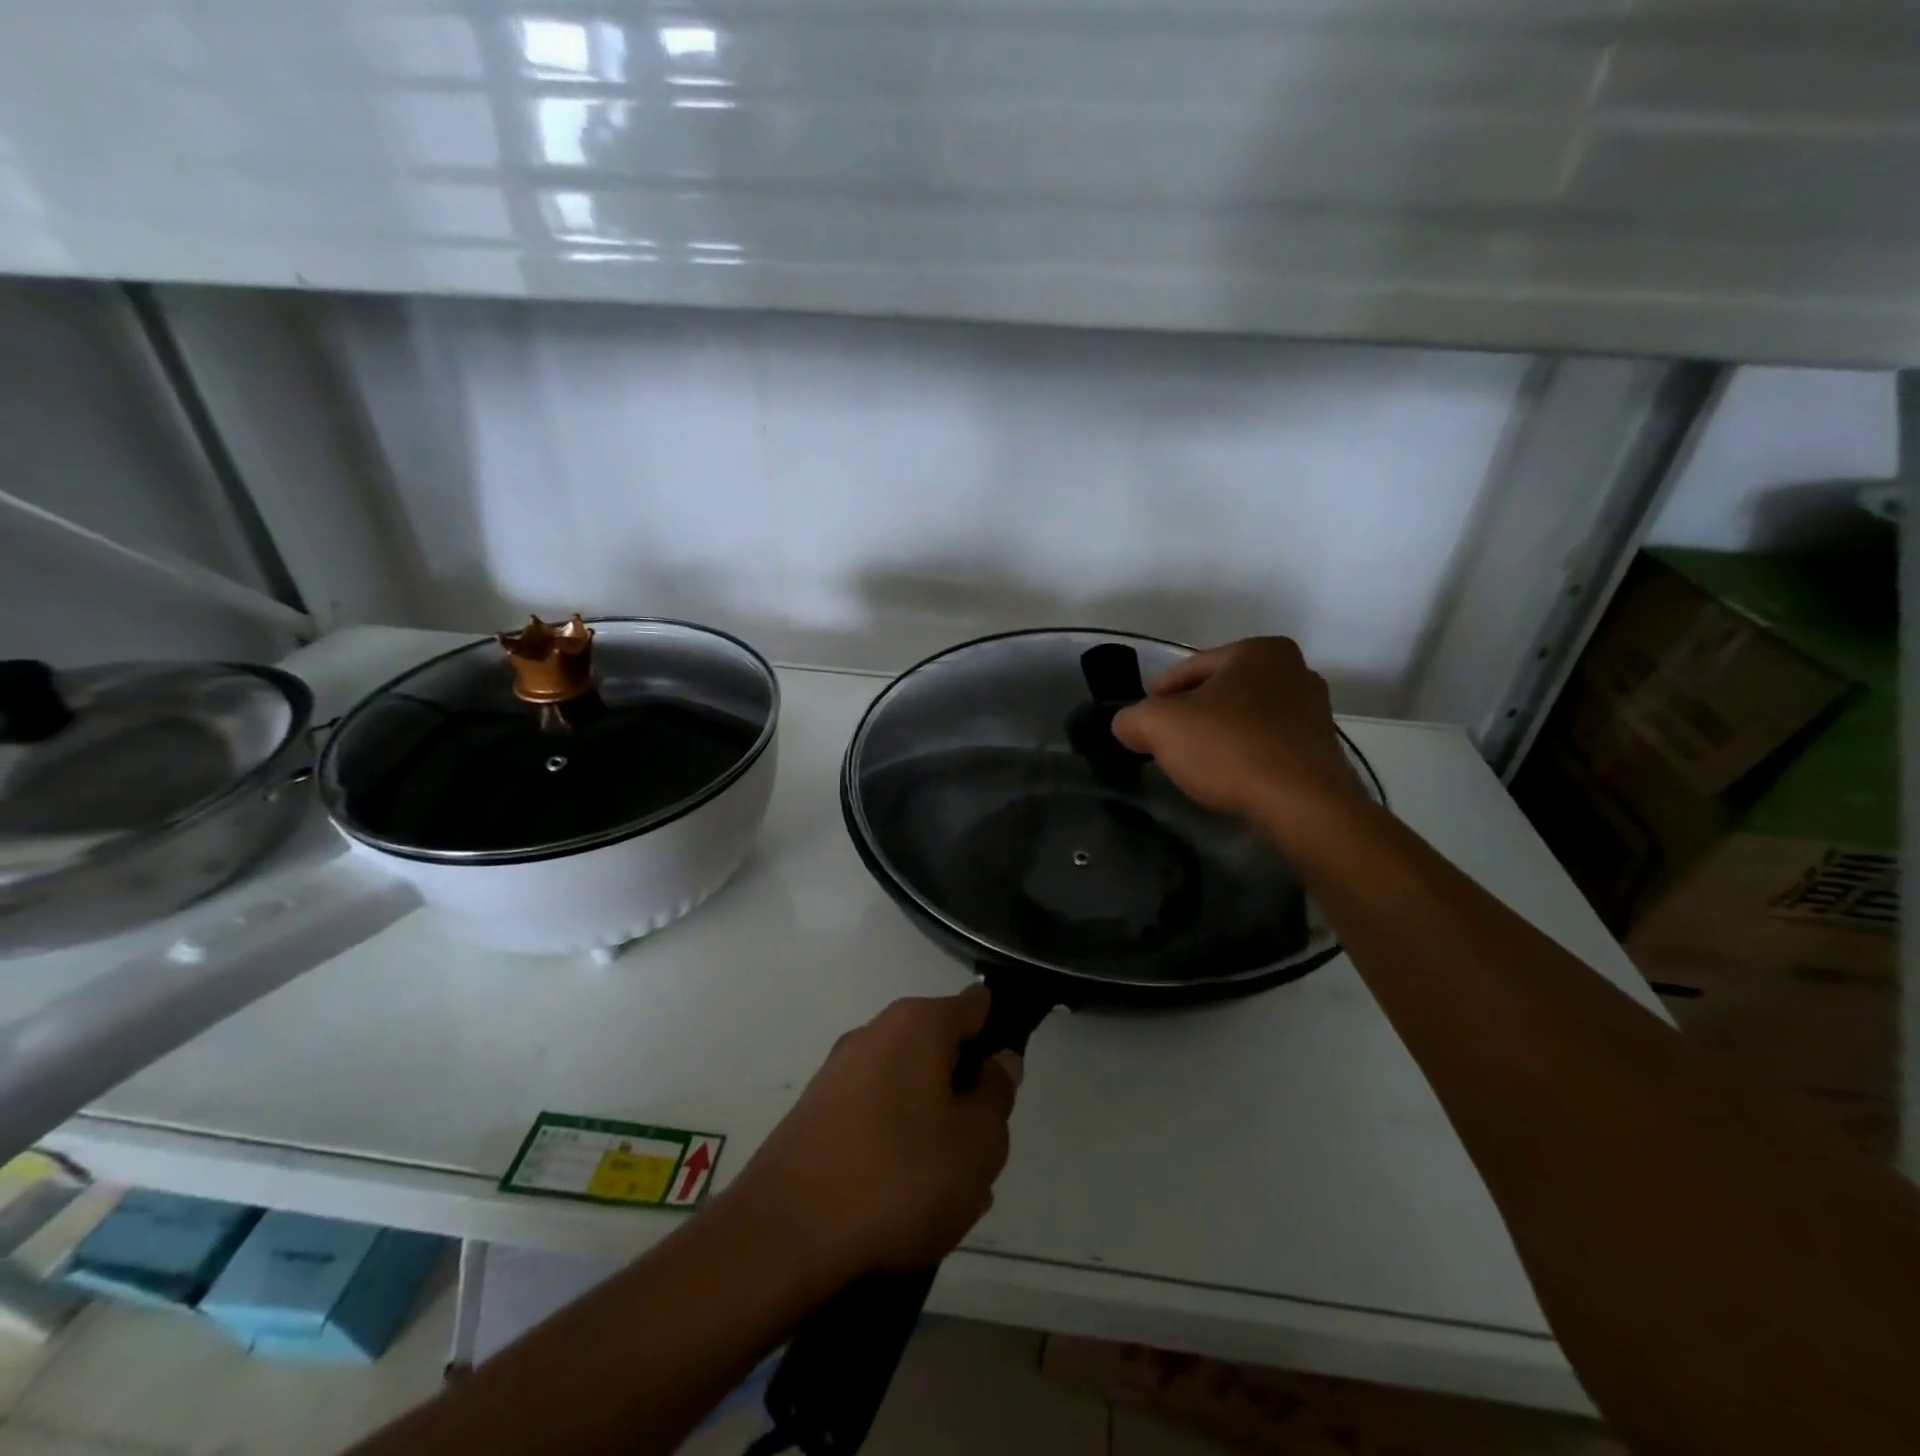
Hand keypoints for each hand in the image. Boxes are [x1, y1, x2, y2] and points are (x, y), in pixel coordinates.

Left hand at [726, 986, 1019, 1278]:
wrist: (785, 1235)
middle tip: (977, 1153)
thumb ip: (997, 1094)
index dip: (999, 1036)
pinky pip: (874, 1116)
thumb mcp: (978, 1143)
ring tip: (942, 1194)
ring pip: (908, 1090)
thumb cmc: (900, 1177)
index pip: (976, 1005)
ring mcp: (839, 1071)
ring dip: (932, 1128)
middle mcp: (876, 1032)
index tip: (1005, 1084)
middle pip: (940, 1051)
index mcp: (918, 1024)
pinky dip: (893, 1146)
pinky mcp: (815, 1111)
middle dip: (964, 1094)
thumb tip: (999, 1061)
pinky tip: (899, 1204)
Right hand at [1111, 637, 1366, 838]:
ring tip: (1196, 764)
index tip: (1143, 723)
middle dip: (1191, 716)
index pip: (1189, 669)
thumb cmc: (1229, 748)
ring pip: (1244, 718)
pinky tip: (1229, 777)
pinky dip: (1244, 755)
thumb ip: (1132, 719)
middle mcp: (1294, 670)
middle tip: (1165, 744)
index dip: (1157, 697)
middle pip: (1219, 692)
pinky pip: (1267, 744)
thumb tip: (1128, 726)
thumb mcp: (1159, 726)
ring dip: (1218, 736)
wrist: (1303, 804)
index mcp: (1259, 650)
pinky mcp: (1322, 748)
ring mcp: (1314, 710)